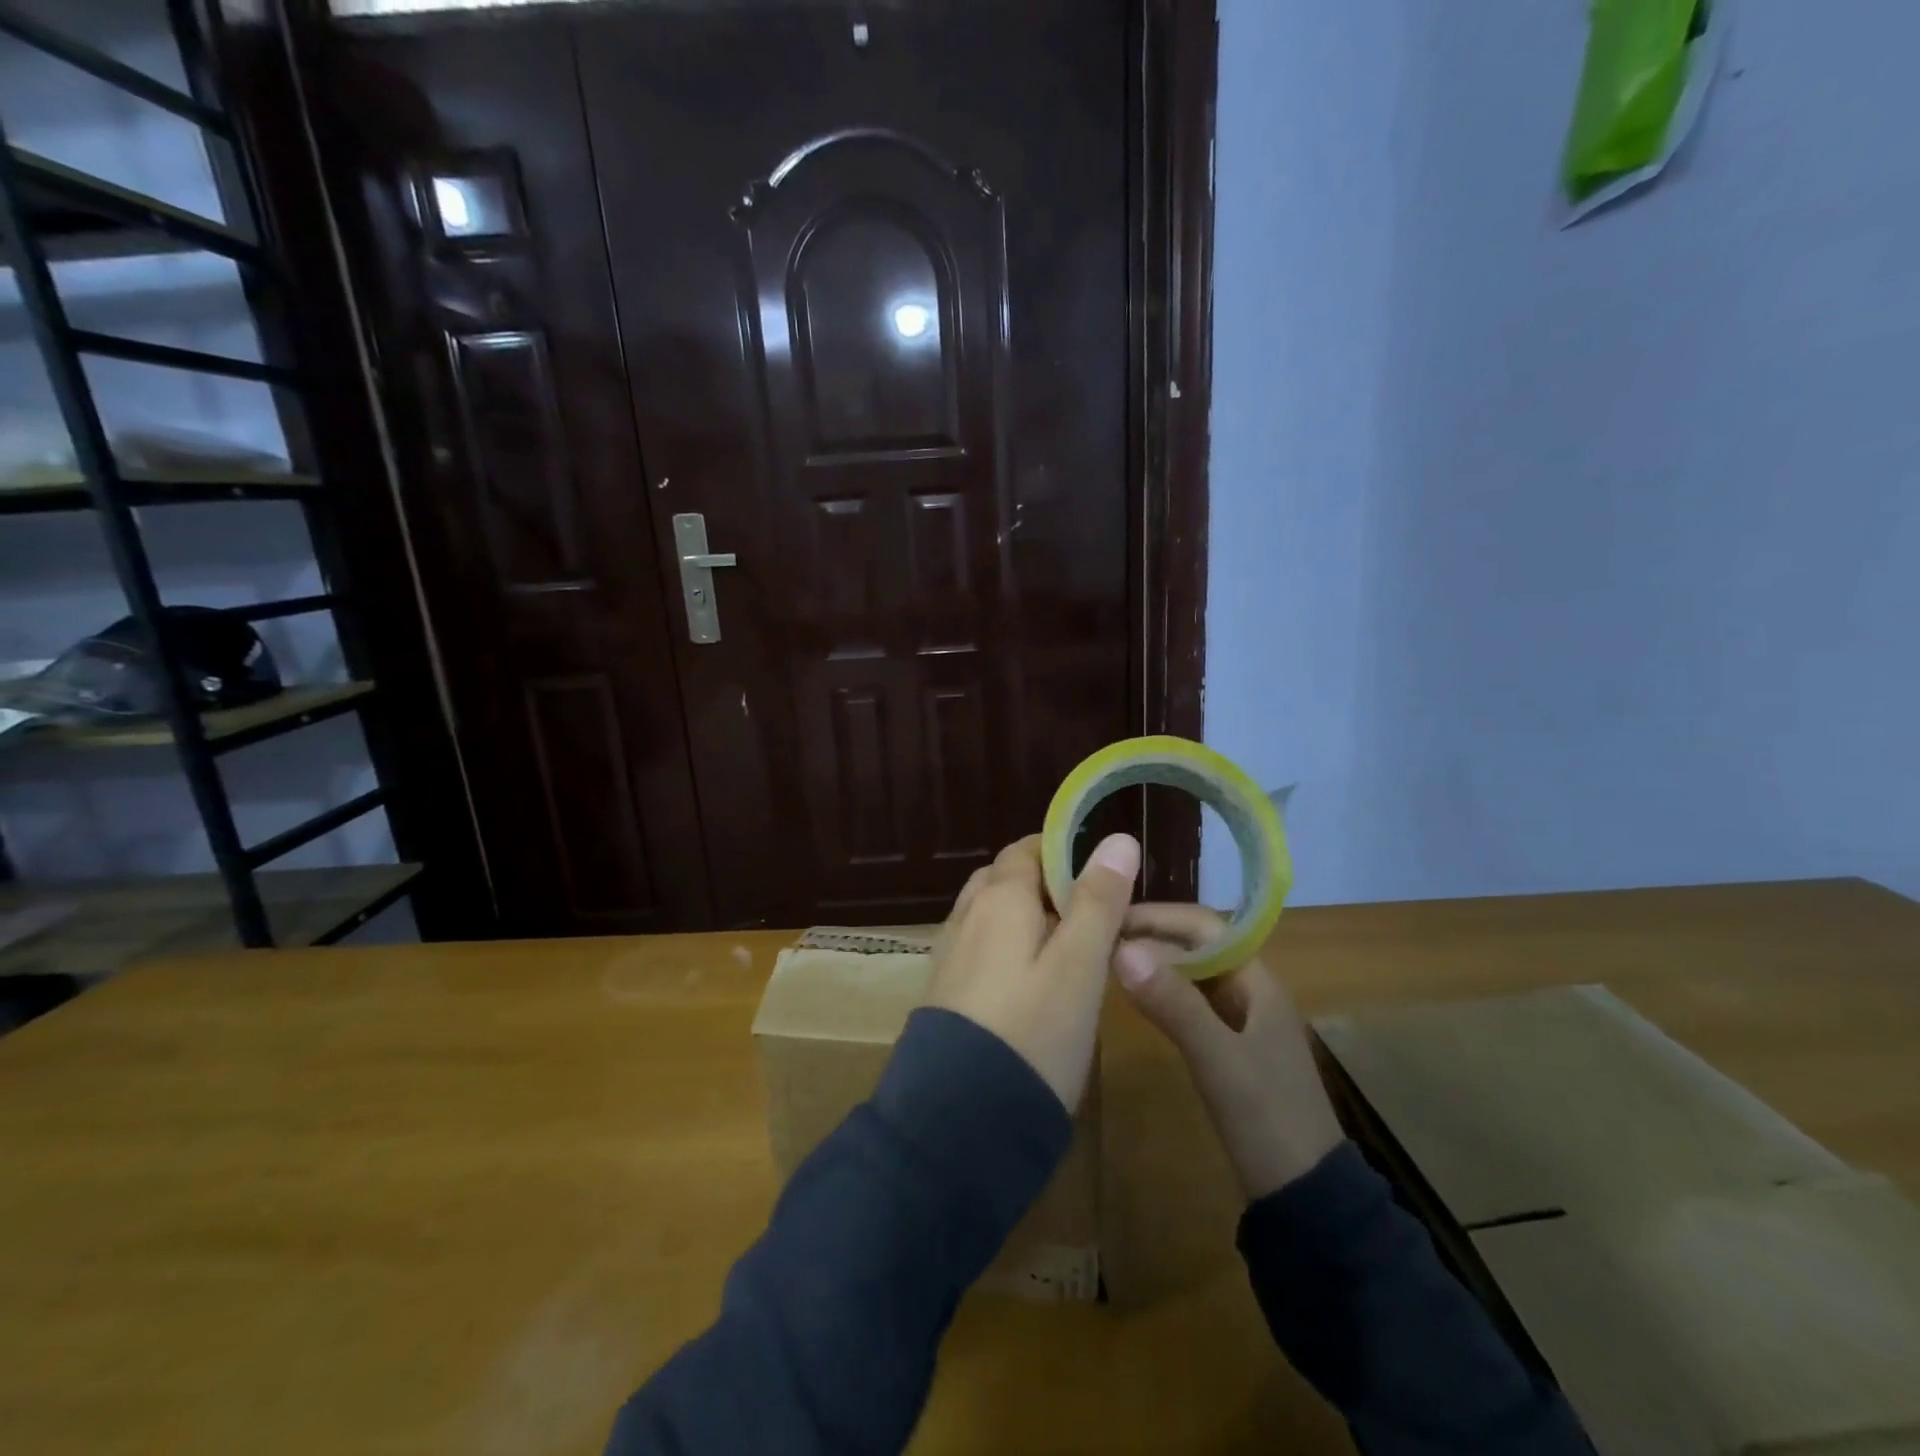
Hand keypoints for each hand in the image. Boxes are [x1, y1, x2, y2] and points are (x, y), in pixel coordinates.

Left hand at [925, 832, 1140, 1110]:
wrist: (960, 1117)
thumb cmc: (1032, 1031)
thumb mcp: (1079, 965)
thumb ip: (1098, 901)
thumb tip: (1118, 838)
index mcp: (999, 898)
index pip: (1027, 849)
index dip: (1063, 852)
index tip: (1102, 875)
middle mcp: (967, 915)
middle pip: (1006, 879)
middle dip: (1046, 885)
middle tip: (1091, 913)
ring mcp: (950, 953)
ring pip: (992, 915)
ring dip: (1026, 918)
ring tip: (1068, 947)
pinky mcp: (945, 991)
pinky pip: (981, 948)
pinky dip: (1008, 947)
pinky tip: (1031, 981)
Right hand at [1113, 904, 1343, 1200]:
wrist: (1307, 1197)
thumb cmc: (1268, 1120)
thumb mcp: (1219, 1060)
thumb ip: (1173, 1004)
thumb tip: (1121, 949)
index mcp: (1257, 981)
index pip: (1203, 927)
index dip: (1157, 917)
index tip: (1111, 918)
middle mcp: (1250, 990)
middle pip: (1196, 946)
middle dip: (1152, 936)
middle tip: (1100, 938)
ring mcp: (1241, 1020)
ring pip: (1192, 973)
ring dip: (1155, 963)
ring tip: (1108, 960)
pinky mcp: (1230, 1046)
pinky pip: (1191, 1002)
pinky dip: (1162, 992)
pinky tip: (1136, 1000)